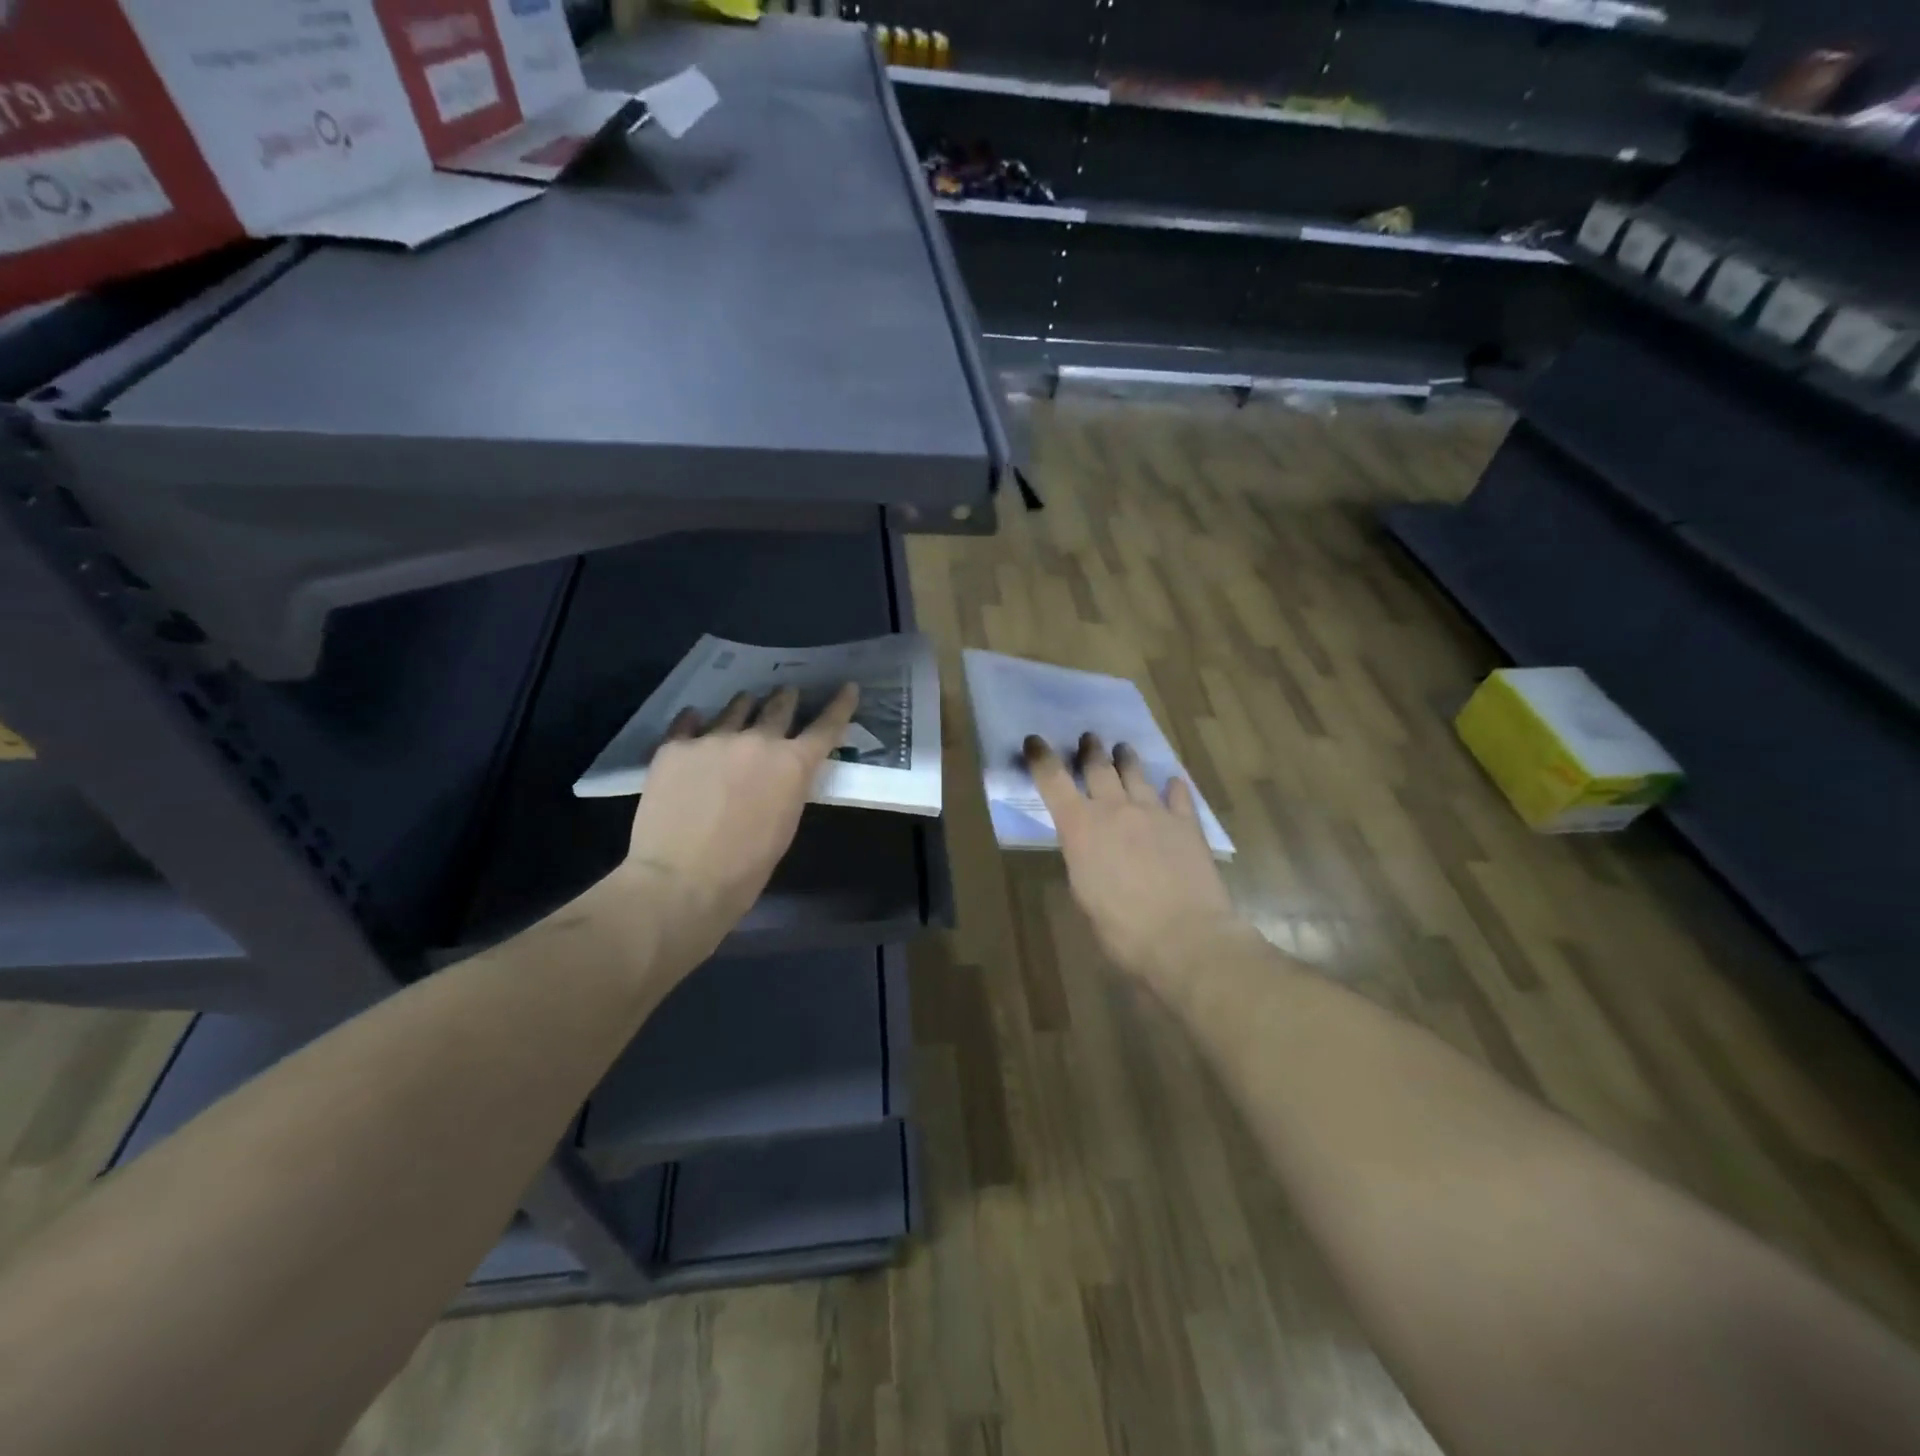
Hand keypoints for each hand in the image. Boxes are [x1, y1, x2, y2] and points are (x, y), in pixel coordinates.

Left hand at [602, 684, 858, 977]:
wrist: (681, 880)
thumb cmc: (745, 868)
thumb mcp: (785, 825)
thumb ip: (788, 788)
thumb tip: (781, 774)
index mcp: (793, 764)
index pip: (826, 726)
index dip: (840, 705)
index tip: (847, 687)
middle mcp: (758, 741)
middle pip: (779, 706)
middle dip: (786, 698)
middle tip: (787, 693)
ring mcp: (713, 739)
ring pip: (735, 708)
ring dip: (745, 705)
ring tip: (745, 703)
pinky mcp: (675, 747)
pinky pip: (688, 722)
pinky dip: (696, 720)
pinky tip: (695, 719)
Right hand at [1025, 733, 1245, 981]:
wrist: (1184, 937)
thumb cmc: (1122, 929)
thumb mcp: (1084, 893)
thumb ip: (1083, 859)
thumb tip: (1088, 848)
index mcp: (1080, 827)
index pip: (1053, 781)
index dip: (1041, 757)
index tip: (1034, 741)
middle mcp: (1115, 809)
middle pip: (1099, 767)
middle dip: (1090, 750)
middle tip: (1089, 738)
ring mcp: (1154, 812)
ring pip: (1137, 773)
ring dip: (1127, 759)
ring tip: (1123, 749)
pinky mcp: (1187, 824)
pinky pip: (1178, 795)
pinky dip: (1173, 787)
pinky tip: (1173, 782)